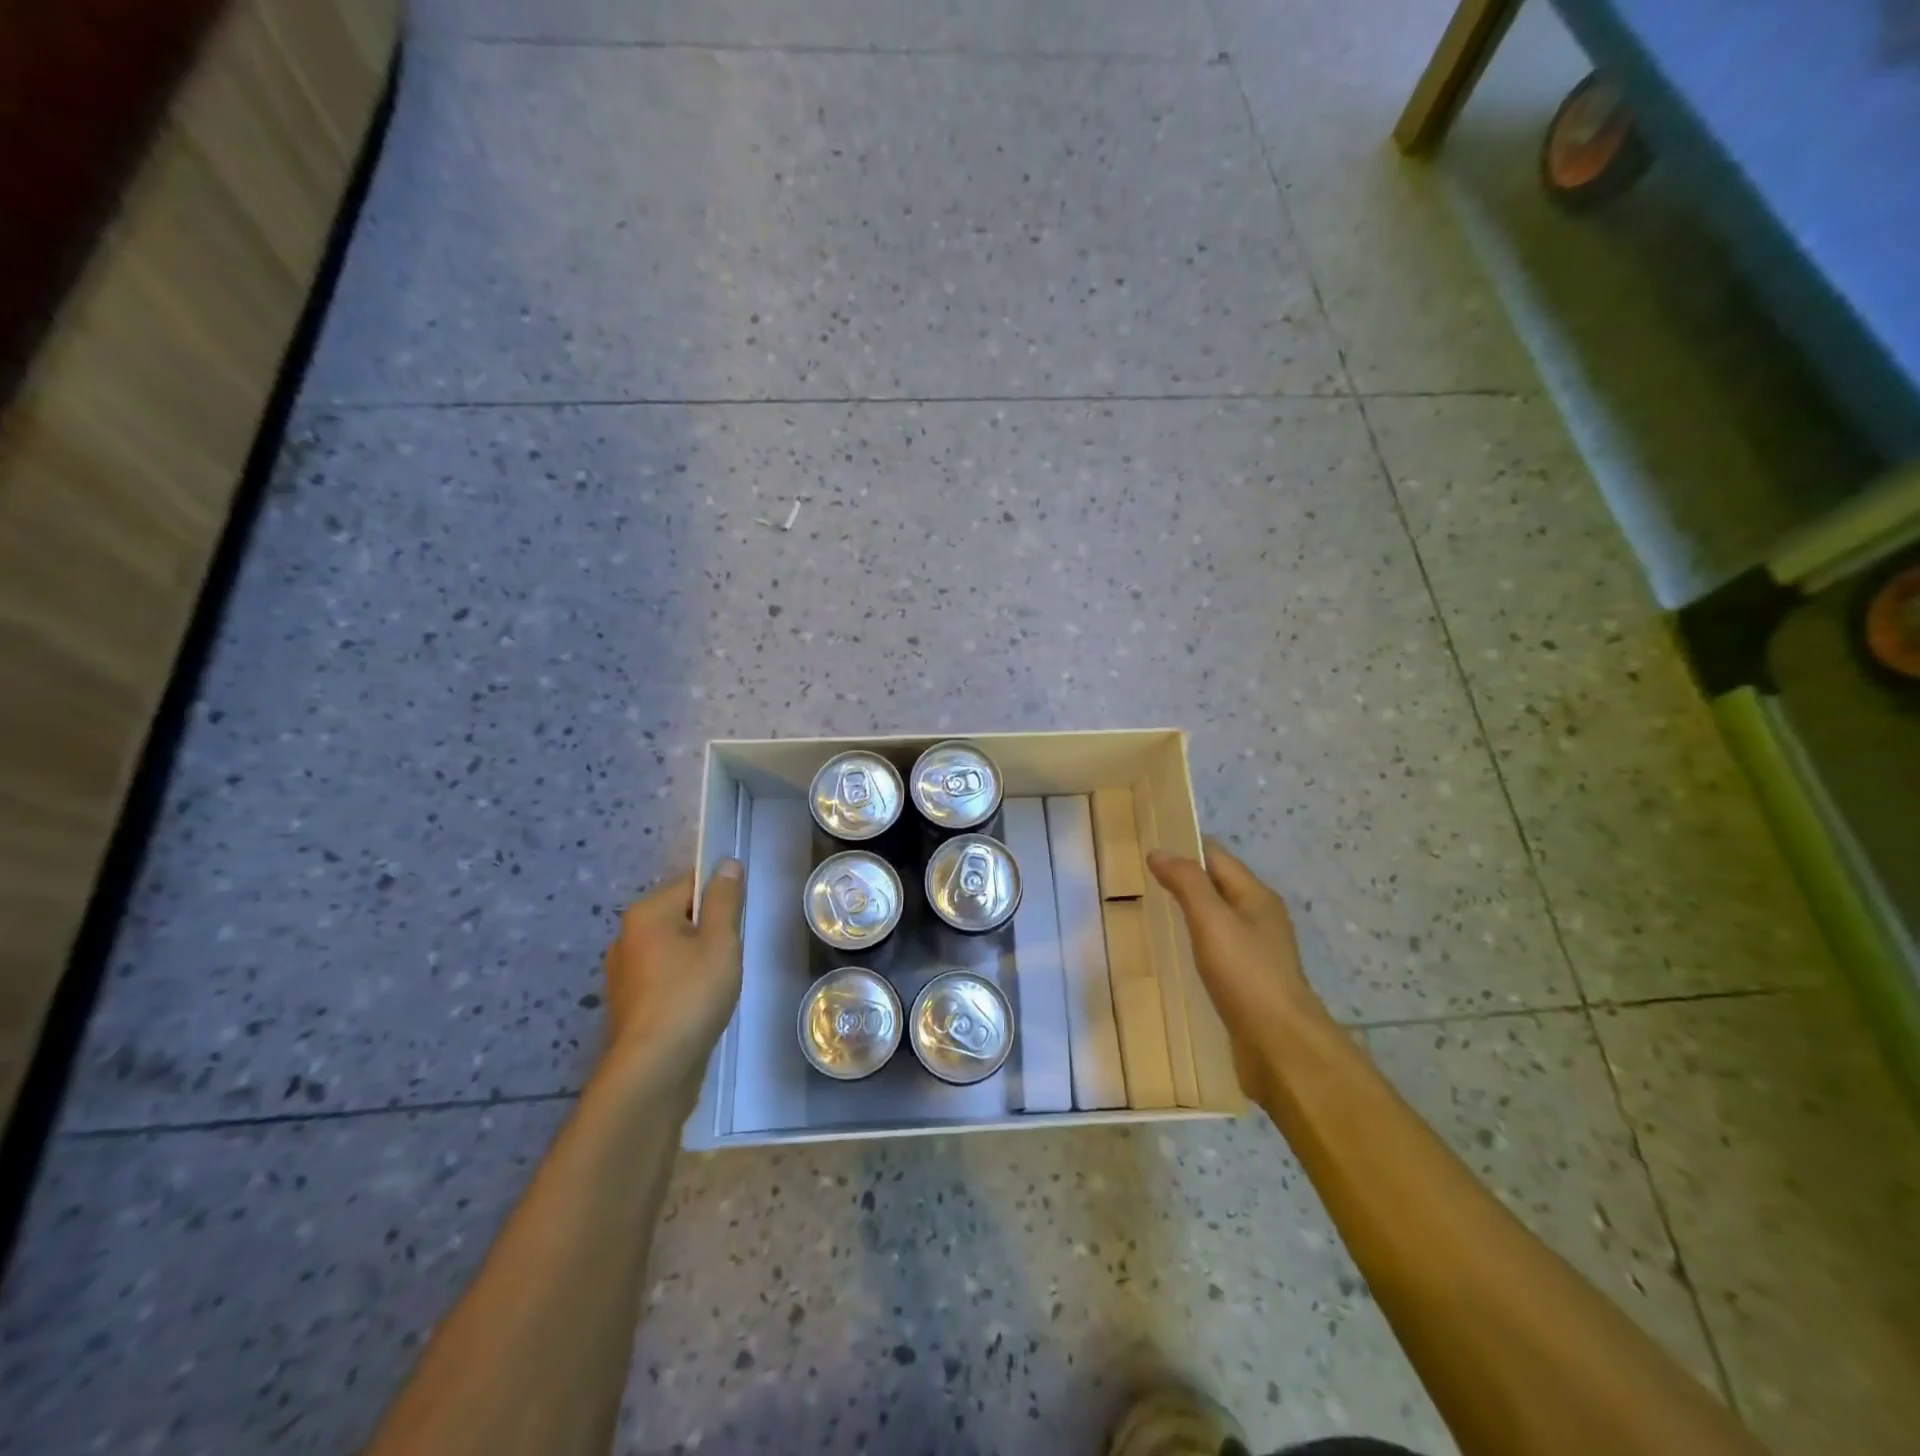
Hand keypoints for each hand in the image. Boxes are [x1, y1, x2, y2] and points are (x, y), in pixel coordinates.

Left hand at [598, 860, 745, 1082]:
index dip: (720, 897)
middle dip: (709, 929)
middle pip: (680, 914)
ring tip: (718, 981)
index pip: (691, 882)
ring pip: (672, 947)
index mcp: (646, 913)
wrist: (654, 1069)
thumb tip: (727, 864)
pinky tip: (698, 1003)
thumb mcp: (720, 941)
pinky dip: (682, 981)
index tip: (739, 922)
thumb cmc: (691, 995)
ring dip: (696, 957)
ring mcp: (623, 972)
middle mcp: (626, 936)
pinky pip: (663, 975)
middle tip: (731, 954)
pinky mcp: (628, 1003)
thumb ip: (725, 899)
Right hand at [1148, 839, 1327, 1110]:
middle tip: (1142, 881)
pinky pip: (1218, 951)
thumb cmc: (1246, 975)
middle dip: (1185, 880)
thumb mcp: (1211, 920)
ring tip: (1153, 913)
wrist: (1281, 1047)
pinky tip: (1177, 956)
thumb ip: (1186, 883)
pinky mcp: (1249, 983)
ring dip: (1190, 913)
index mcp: (1256, 897)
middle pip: (1218, 886)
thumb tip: (1159, 852)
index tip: (1148, 848)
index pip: (1217, 857)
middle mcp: (1260, 919)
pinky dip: (1196, 944)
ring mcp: (1257, 953)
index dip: (1185, 848)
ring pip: (1218, 920)